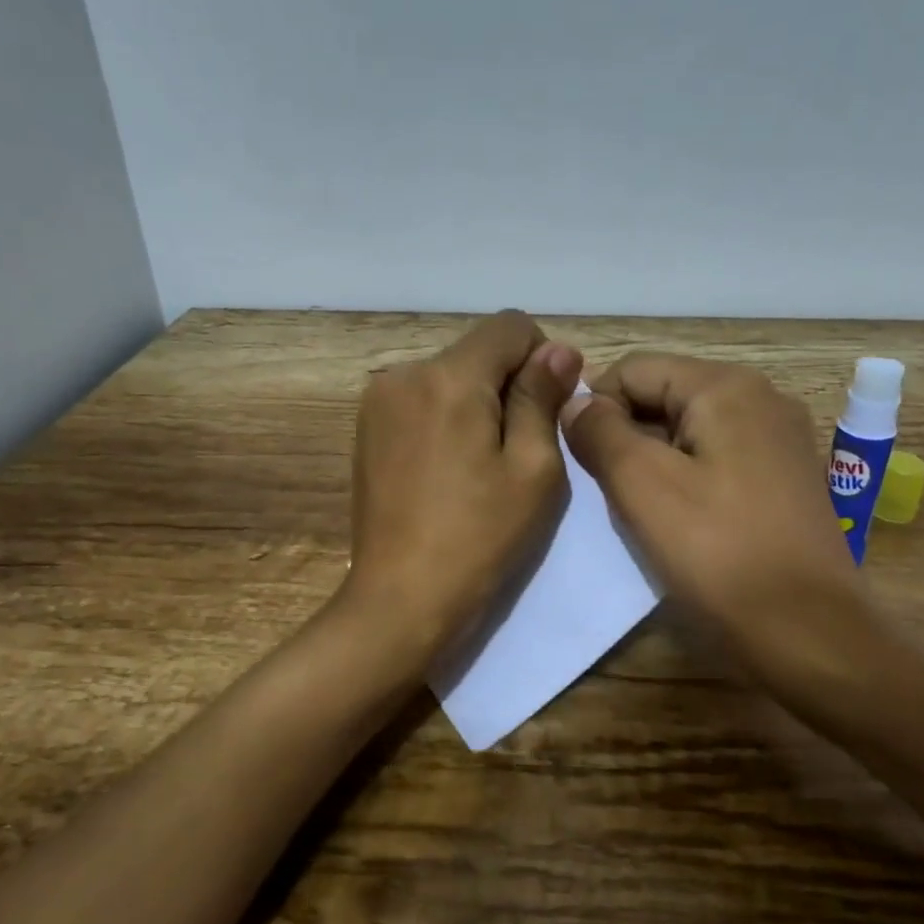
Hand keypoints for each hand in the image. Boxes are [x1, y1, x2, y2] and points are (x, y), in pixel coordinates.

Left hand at [343, 311, 582, 663]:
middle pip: (476, 350)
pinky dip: (445, 418)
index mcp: (449, 377)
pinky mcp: (366, 428)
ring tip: (479, 466)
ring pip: (448, 375)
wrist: (402, 597)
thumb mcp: (533, 469)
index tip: (547, 410)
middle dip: (506, 384)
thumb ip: (542, 398)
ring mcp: (377, 400)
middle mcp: (404, 373)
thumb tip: (557, 349)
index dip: (541, 358)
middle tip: (517, 450)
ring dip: (475, 402)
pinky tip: (448, 470)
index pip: (510, 326)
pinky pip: (421, 400)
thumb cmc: (480, 538)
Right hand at [560, 353, 875, 697]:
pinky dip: (686, 478)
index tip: (579, 461)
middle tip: (609, 492)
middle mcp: (762, 398)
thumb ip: (600, 432)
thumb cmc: (718, 554)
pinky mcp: (786, 478)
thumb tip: (575, 403)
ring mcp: (780, 439)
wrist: (809, 634)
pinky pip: (718, 458)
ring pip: (689, 430)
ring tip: (641, 510)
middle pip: (665, 395)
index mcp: (727, 387)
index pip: (635, 369)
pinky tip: (680, 520)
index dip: (595, 407)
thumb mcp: (642, 486)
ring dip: (653, 460)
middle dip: (626, 436)